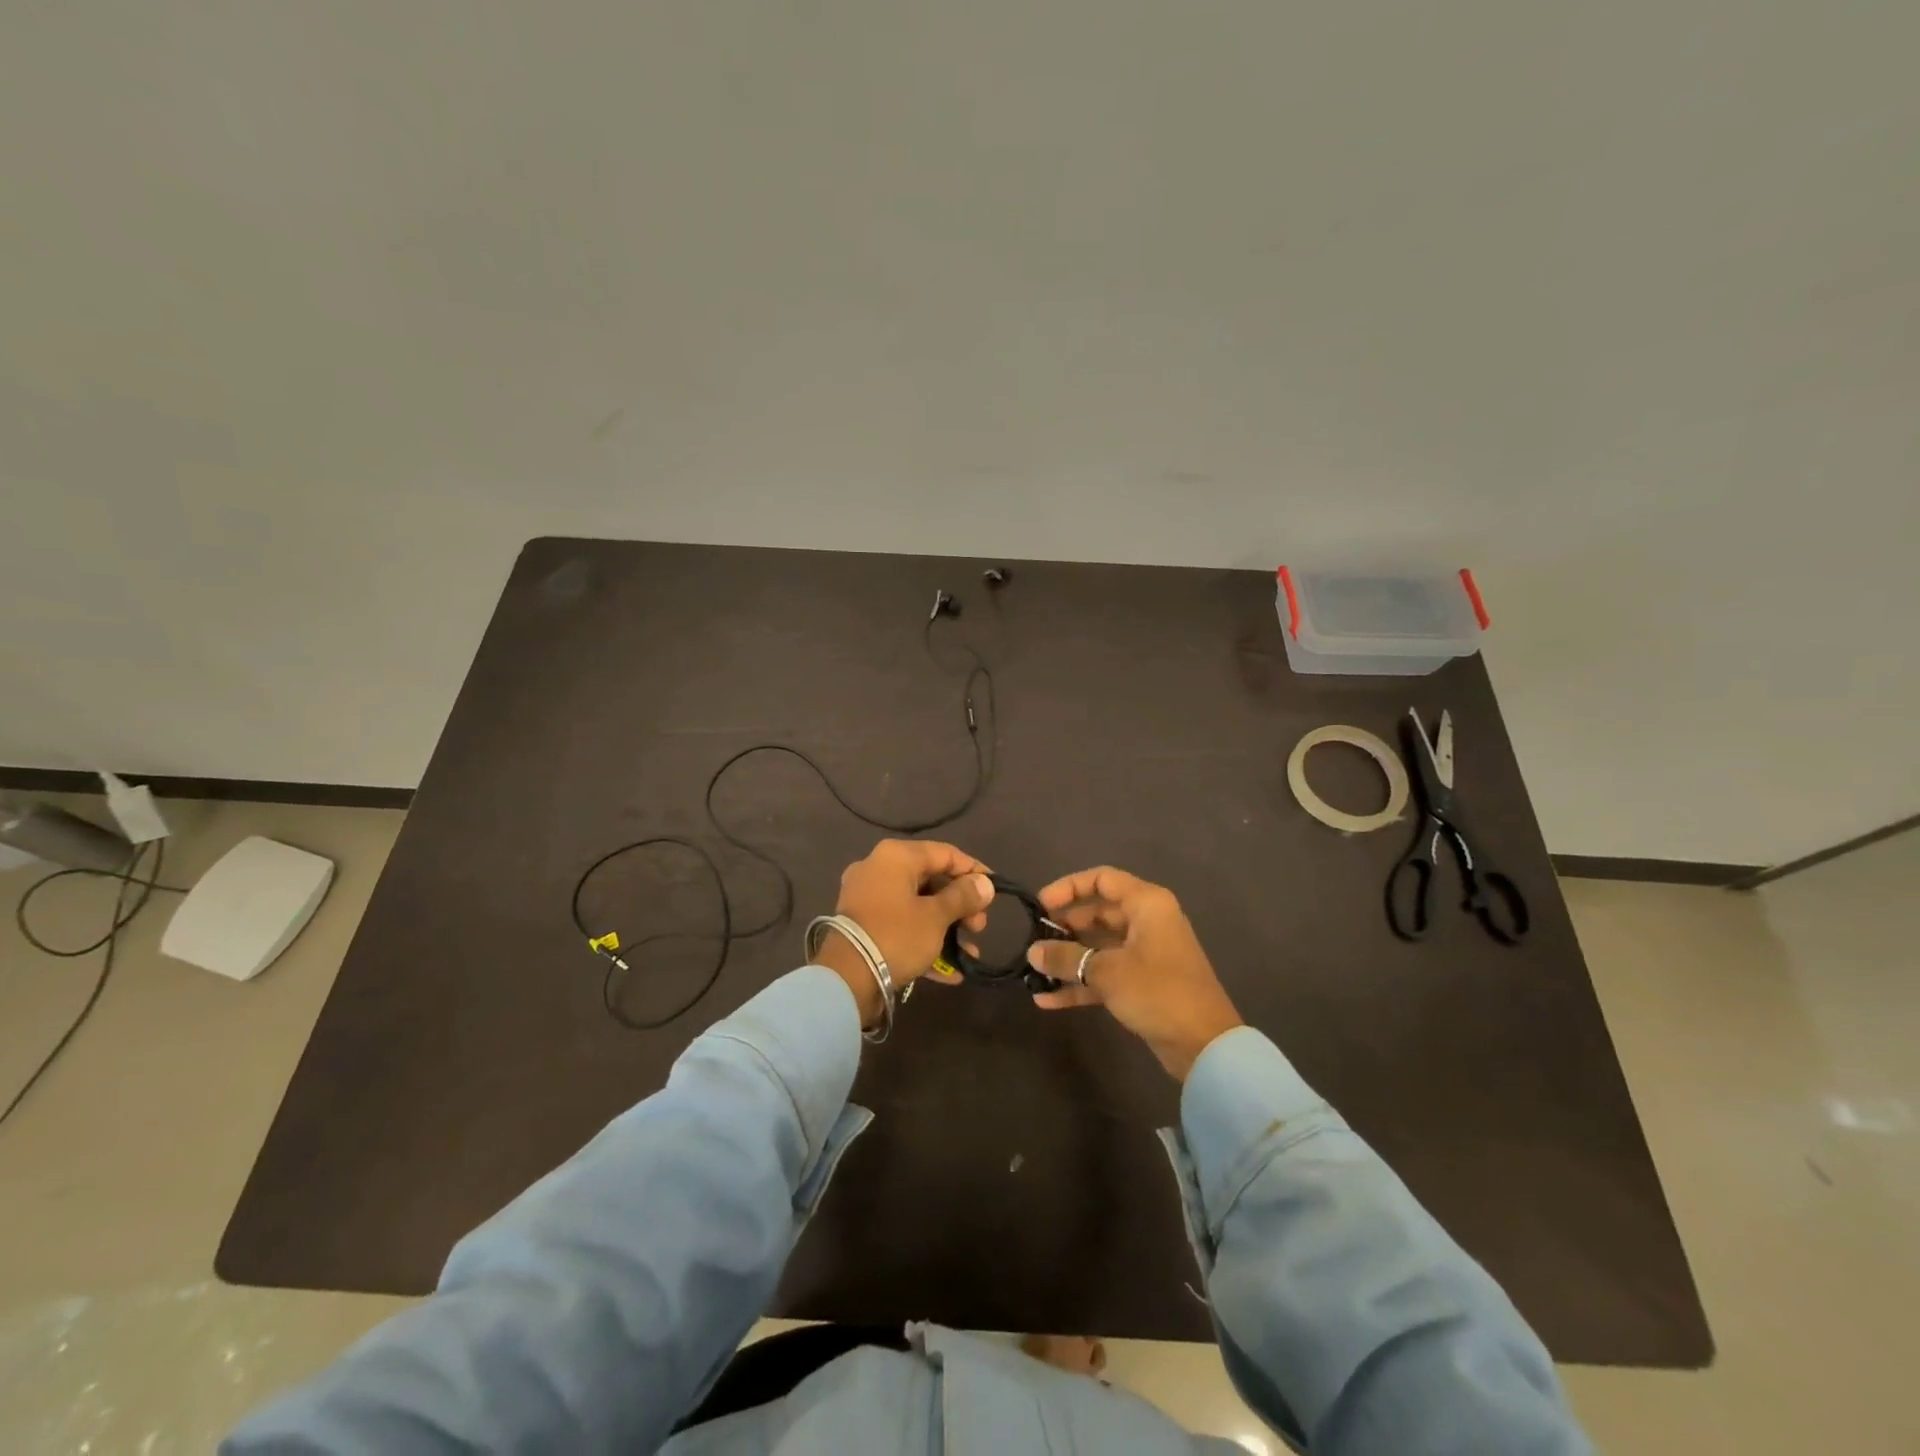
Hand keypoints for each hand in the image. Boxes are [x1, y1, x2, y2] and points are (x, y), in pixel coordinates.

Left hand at [815, 839, 993, 1026]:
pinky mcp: (864, 926)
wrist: (846, 979)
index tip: (995, 890)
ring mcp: (868, 898)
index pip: (945, 853)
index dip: (974, 871)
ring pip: (917, 905)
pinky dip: (925, 941)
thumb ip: (963, 897)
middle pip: (931, 880)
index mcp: (896, 856)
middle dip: (961, 905)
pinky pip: (902, 926)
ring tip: (969, 952)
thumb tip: (986, 883)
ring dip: (946, 928)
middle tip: (979, 927)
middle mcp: (879, 869)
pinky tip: (949, 971)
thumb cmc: (897, 936)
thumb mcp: (936, 916)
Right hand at [1025, 867, 1241, 1081]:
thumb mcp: (1107, 972)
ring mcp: (1145, 954)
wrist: (1205, 1045)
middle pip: (1098, 912)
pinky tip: (1047, 999)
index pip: (1102, 879)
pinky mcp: (1143, 984)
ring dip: (1069, 958)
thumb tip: (1033, 951)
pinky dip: (1080, 984)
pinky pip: (1105, 974)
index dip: (1068, 887)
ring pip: (1099, 945)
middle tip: (1035, 939)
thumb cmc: (1158, 992)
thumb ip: (1067, 958)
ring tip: (1035, 969)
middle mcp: (1147, 922)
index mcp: (1147, 904)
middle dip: (1065, 926)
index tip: (1040, 905)